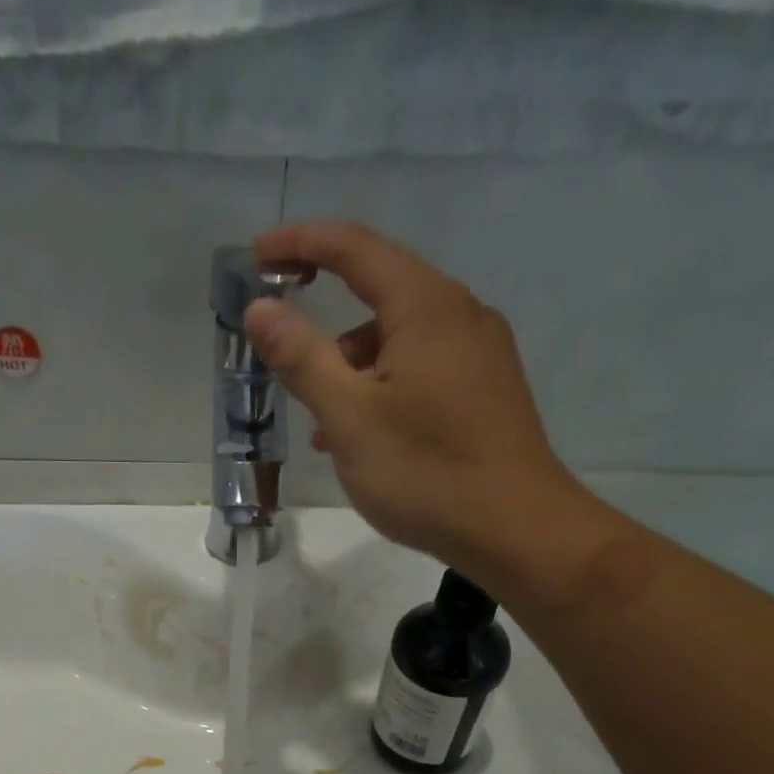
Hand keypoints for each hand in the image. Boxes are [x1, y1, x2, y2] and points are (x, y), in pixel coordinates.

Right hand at [245, 222, 595, 591]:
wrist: (517, 530)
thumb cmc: (425, 470)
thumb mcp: (349, 415)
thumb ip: (301, 357)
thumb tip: (260, 308)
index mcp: (426, 307)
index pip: (356, 248)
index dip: (301, 243)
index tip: (256, 255)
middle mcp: (460, 315)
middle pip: (379, 290)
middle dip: (323, 312)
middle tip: (278, 341)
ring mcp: (479, 353)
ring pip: (398, 338)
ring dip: (350, 364)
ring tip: (318, 418)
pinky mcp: (485, 389)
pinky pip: (420, 367)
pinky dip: (380, 385)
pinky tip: (360, 435)